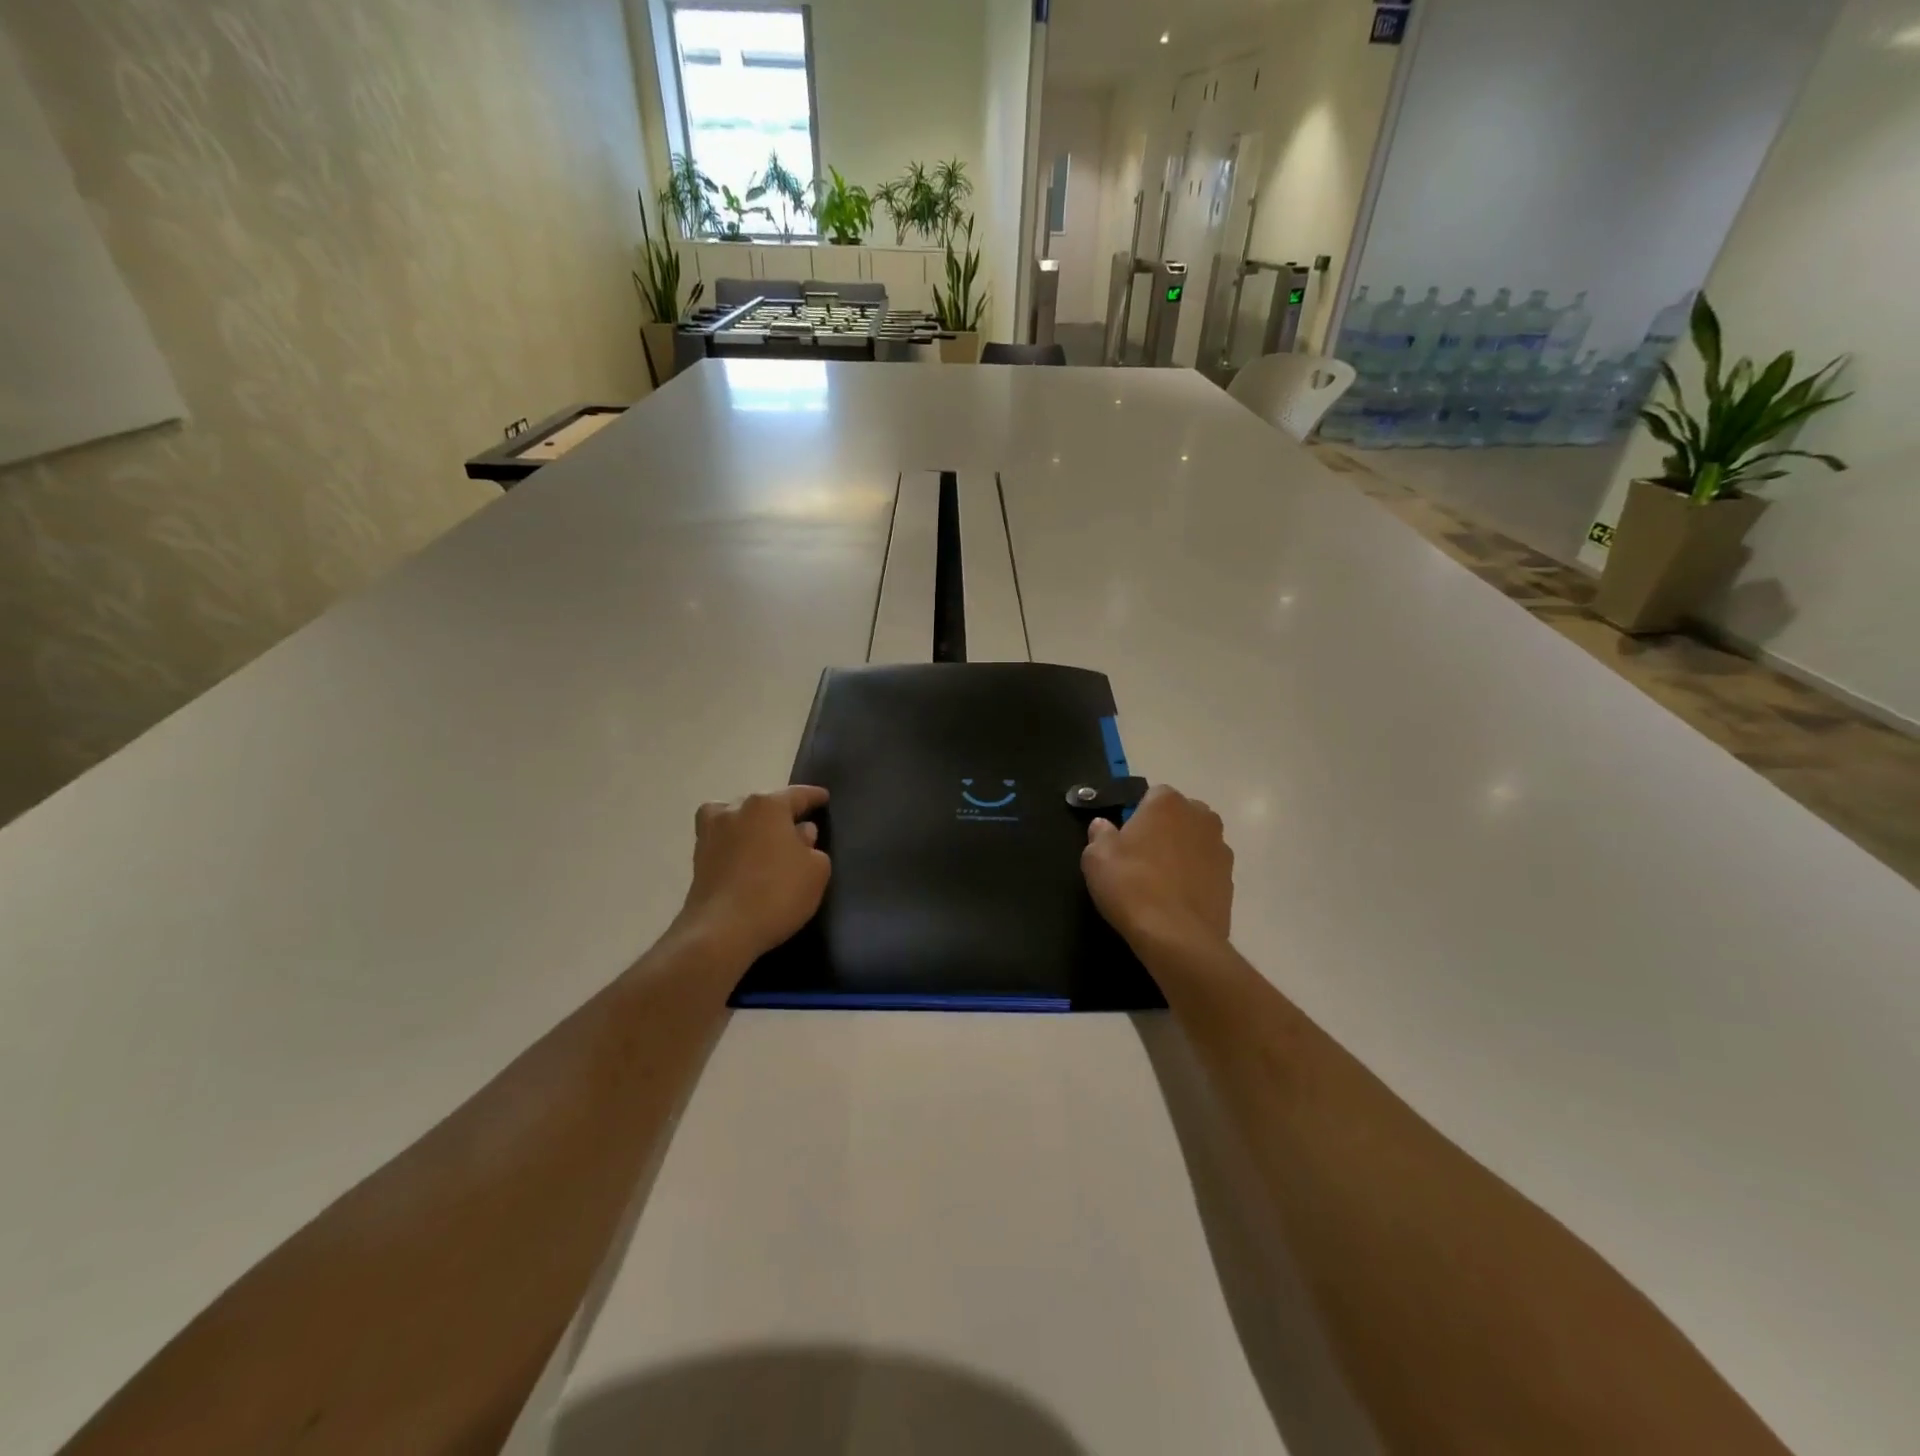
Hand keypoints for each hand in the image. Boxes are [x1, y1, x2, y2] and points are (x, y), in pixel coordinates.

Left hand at [675, 786, 830, 964]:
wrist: (720, 931)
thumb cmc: (777, 894)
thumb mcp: (816, 871)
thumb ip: (813, 846)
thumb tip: (800, 833)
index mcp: (768, 805)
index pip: (797, 794)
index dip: (813, 797)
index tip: (824, 798)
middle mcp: (736, 810)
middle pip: (764, 803)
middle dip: (780, 812)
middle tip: (797, 826)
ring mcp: (712, 832)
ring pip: (737, 817)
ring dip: (751, 824)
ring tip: (765, 839)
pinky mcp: (697, 857)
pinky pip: (723, 839)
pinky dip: (734, 843)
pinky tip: (744, 858)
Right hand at [1082, 785, 1233, 951]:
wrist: (1176, 937)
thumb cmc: (1131, 885)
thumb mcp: (1096, 857)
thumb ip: (1100, 834)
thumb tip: (1103, 825)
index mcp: (1167, 803)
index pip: (1152, 795)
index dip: (1137, 815)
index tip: (1124, 838)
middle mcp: (1201, 817)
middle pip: (1179, 816)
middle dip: (1164, 830)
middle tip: (1140, 858)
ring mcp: (1221, 849)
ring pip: (1196, 843)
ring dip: (1182, 853)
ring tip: (1159, 882)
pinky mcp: (1231, 880)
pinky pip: (1206, 870)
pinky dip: (1194, 878)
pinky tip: (1175, 900)